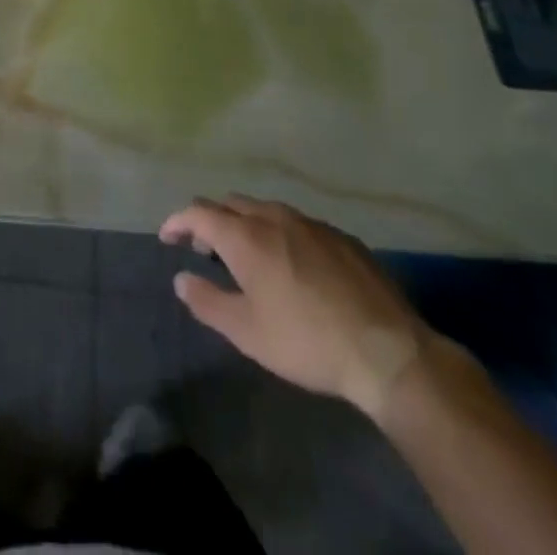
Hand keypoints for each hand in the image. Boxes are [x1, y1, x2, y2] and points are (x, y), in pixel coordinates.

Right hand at [160, 195, 427, 419]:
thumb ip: (207, 302)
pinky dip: (280, 233)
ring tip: (247, 255)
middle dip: (211, 220)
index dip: (177, 222)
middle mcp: (274, 217)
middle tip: (206, 249)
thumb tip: (181, 279)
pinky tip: (293, 264)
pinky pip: (297, 223)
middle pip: (230, 203)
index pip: (198, 212)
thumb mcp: (247, 332)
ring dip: (246, 224)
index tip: (167, 238)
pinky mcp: (342, 237)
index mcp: (245, 236)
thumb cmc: (307, 341)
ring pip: (265, 209)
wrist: (388, 352)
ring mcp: (311, 223)